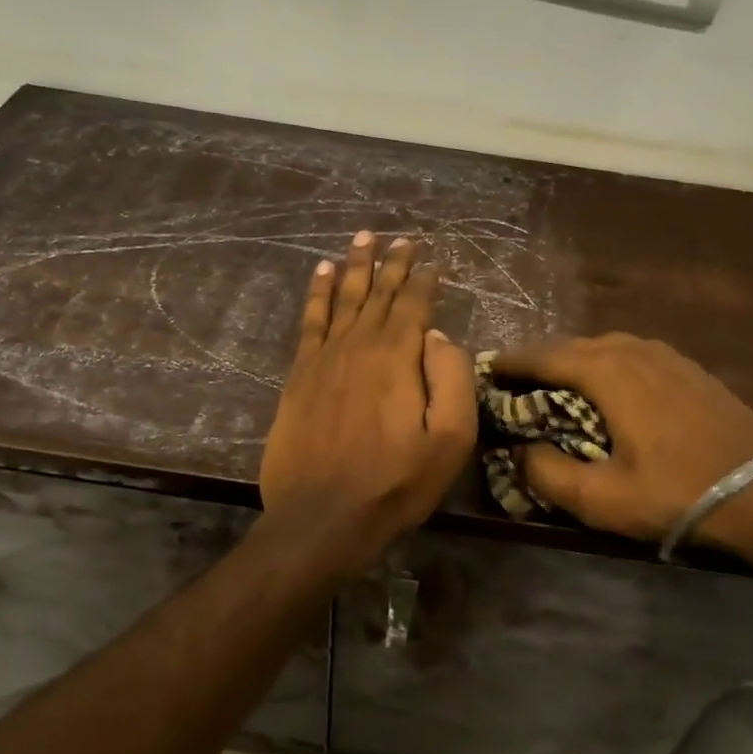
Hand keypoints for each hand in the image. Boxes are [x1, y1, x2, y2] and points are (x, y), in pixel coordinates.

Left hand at [258, 233, 476, 575]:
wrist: (322, 517)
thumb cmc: (395, 484)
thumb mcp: (449, 441)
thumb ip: (452, 380)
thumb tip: (441, 336)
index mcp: (399, 357)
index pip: (415, 303)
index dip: (426, 279)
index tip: (434, 260)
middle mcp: (360, 344)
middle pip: (379, 292)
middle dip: (393, 262)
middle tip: (402, 238)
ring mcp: (325, 357)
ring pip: (344, 297)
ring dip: (356, 265)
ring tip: (364, 237)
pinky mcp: (300, 374)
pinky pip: (310, 320)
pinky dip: (317, 292)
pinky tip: (322, 272)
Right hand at [491, 334, 752, 550]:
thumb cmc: (679, 493)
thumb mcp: (603, 499)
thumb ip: (548, 474)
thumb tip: (519, 452)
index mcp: (608, 372)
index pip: (544, 356)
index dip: (511, 362)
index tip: (485, 370)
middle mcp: (634, 350)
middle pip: (573, 345)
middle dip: (540, 361)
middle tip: (515, 383)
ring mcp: (667, 355)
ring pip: (605, 346)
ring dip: (574, 361)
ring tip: (556, 385)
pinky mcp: (689, 369)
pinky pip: (633, 354)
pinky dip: (607, 364)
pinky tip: (610, 389)